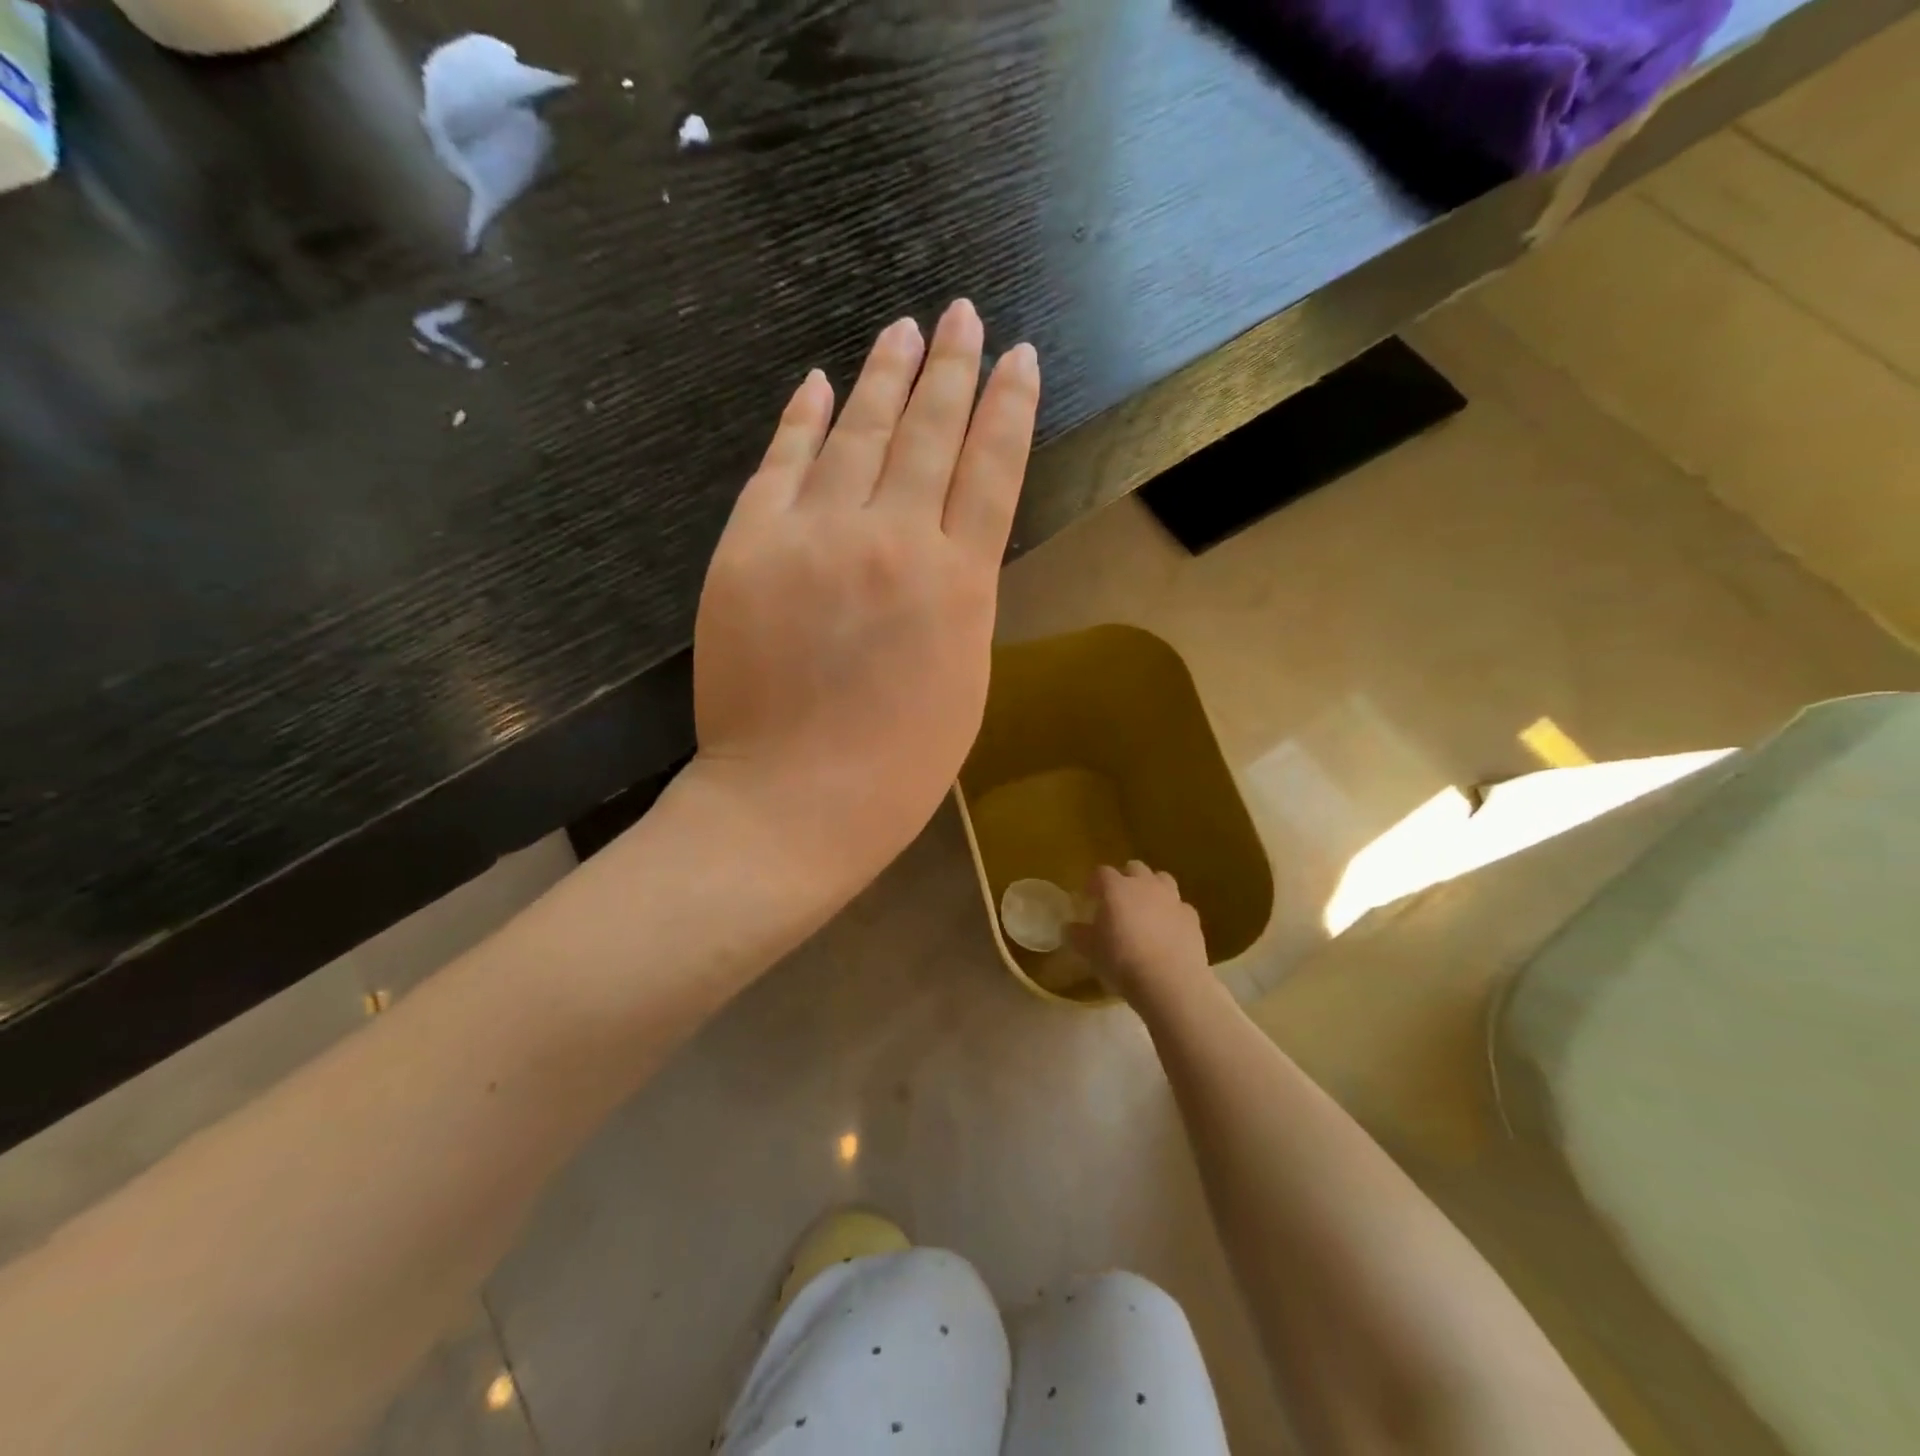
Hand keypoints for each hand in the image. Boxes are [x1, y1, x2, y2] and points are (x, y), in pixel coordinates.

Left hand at [689, 300, 1040, 889]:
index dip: (1009, 408)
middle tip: (962, 315)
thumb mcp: (962, 679)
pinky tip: (818, 383)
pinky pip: (781, 465)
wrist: (793, 802)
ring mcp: (815, 537)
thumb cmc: (897, 766)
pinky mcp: (749, 546)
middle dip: (951, 368)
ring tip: (904, 329)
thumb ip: (958, 598)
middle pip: (929, 433)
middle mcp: (895, 541)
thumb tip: (945, 540)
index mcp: (960, 584)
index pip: (993, 470)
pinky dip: (801, 420)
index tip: (1019, 358)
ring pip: (857, 433)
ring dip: (883, 375)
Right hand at [1081, 861, 1210, 1002]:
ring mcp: (1172, 899)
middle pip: (1134, 868)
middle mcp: (1145, 885)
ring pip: (1162, 880)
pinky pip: (1180, 906)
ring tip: (1146, 910)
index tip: (1088, 898)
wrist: (1170, 982)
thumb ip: (1078, 935)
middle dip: (1125, 879)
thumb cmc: (1122, 962)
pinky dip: (1172, 913)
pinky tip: (1168, 931)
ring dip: (1152, 889)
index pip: (1101, 873)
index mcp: (1116, 888)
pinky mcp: (1192, 917)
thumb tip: (1069, 928)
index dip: (1094, 883)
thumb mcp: (1090, 952)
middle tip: (1118, 901)